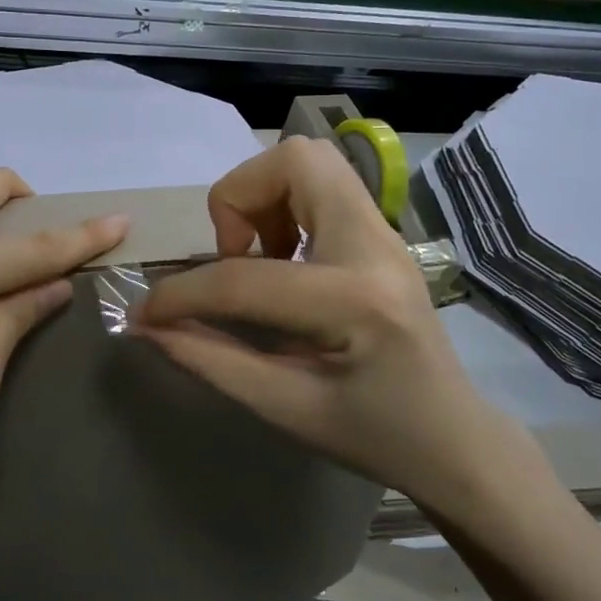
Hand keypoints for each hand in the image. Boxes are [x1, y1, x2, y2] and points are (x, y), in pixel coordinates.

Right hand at [134, 138, 548, 529]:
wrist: (453, 438)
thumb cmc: (374, 435)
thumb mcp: (285, 408)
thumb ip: (210, 359)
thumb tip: (147, 327)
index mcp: (355, 302)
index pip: (245, 276)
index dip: (182, 293)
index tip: (148, 313)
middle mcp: (376, 246)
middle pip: (296, 161)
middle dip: (240, 199)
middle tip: (234, 258)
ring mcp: (385, 232)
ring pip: (310, 161)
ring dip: (263, 198)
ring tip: (260, 259)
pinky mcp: (381, 232)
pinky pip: (322, 185)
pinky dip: (285, 206)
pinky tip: (284, 263)